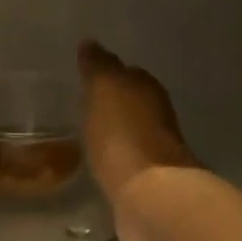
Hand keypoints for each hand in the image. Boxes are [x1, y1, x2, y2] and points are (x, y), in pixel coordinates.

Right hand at [78, 41, 199, 240]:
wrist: (148, 197)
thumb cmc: (124, 136)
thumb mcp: (105, 90)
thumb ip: (98, 67)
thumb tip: (91, 43)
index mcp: (148, 91)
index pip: (128, 75)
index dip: (109, 75)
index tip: (87, 78)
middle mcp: (157, 119)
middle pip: (132, 105)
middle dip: (112, 105)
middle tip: (84, 106)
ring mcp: (154, 155)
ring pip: (130, 136)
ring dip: (114, 135)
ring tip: (88, 137)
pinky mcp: (146, 186)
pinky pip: (125, 165)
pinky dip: (115, 162)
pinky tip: (100, 166)